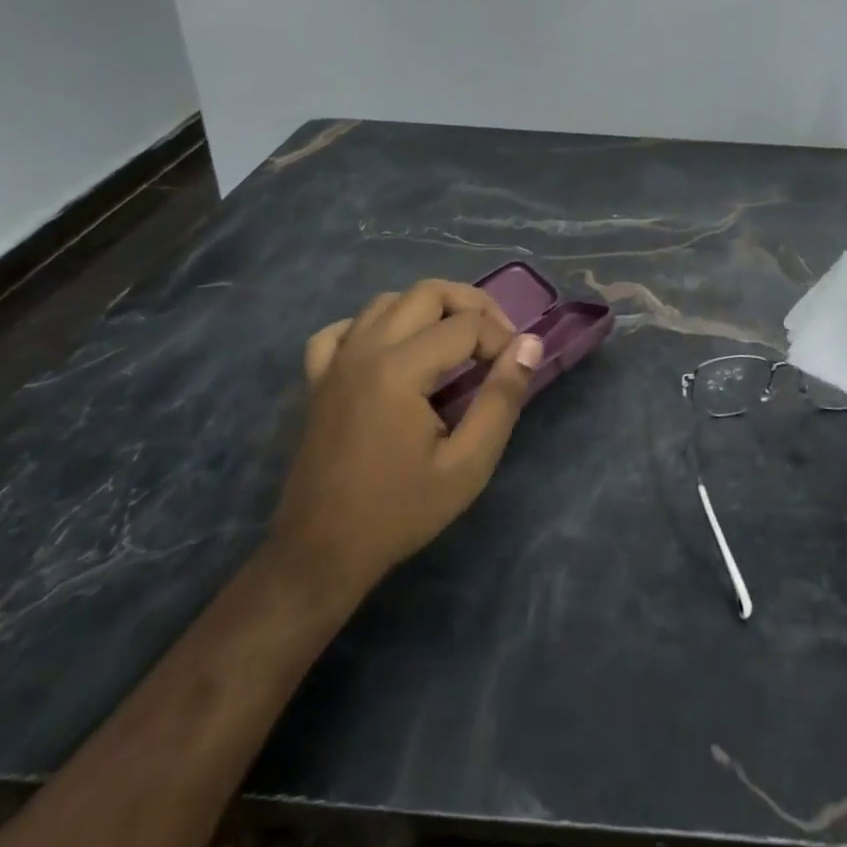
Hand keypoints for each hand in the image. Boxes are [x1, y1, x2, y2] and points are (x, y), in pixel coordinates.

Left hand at [268, 280, 542, 605]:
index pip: (467, 325)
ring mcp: (336, 361)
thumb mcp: (468, 464)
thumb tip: (529, 345)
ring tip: (456, 341)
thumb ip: (502, 399)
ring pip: (388, 301)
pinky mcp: (317, 379)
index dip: (502, 338)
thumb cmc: (400, 512)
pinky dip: (374, 326)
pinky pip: (344, 329)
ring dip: (428, 309)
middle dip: (472, 305)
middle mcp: (365, 349)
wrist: (320, 554)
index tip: (517, 367)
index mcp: (400, 369)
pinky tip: (392, 349)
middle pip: (428, 292)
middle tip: (497, 338)